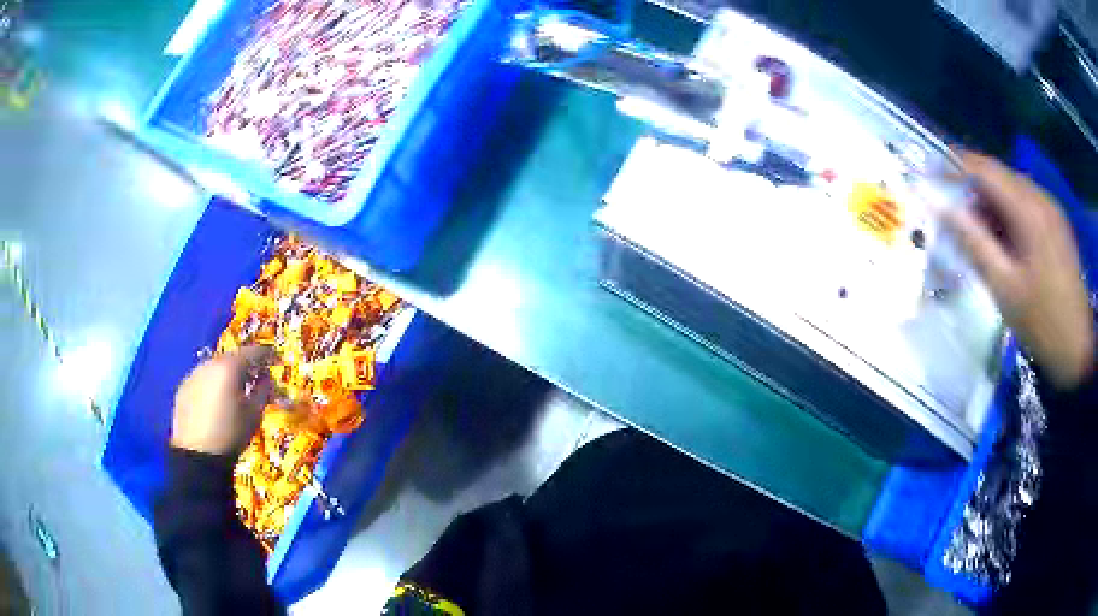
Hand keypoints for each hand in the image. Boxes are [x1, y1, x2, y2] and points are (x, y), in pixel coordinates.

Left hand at [172, 346, 274, 456]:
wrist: (198, 455)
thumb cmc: (232, 434)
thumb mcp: (254, 415)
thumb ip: (263, 391)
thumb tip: (266, 379)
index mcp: (230, 368)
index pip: (252, 353)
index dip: (266, 355)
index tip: (275, 359)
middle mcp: (210, 364)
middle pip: (231, 358)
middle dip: (244, 366)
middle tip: (254, 378)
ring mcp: (194, 375)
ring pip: (214, 369)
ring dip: (226, 376)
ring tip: (233, 391)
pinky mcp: (183, 388)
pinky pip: (202, 381)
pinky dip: (211, 386)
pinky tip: (215, 403)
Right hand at [946, 152, 1093, 389]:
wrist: (1079, 350)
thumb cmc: (1042, 324)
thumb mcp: (1004, 287)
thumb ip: (973, 242)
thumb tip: (941, 207)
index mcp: (1028, 209)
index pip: (984, 168)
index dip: (954, 165)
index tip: (929, 175)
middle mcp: (1040, 197)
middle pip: (999, 176)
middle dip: (973, 189)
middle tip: (953, 215)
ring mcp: (1052, 210)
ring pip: (1013, 191)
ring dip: (992, 204)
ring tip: (979, 236)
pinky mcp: (1058, 225)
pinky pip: (1027, 206)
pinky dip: (1009, 215)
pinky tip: (1006, 244)